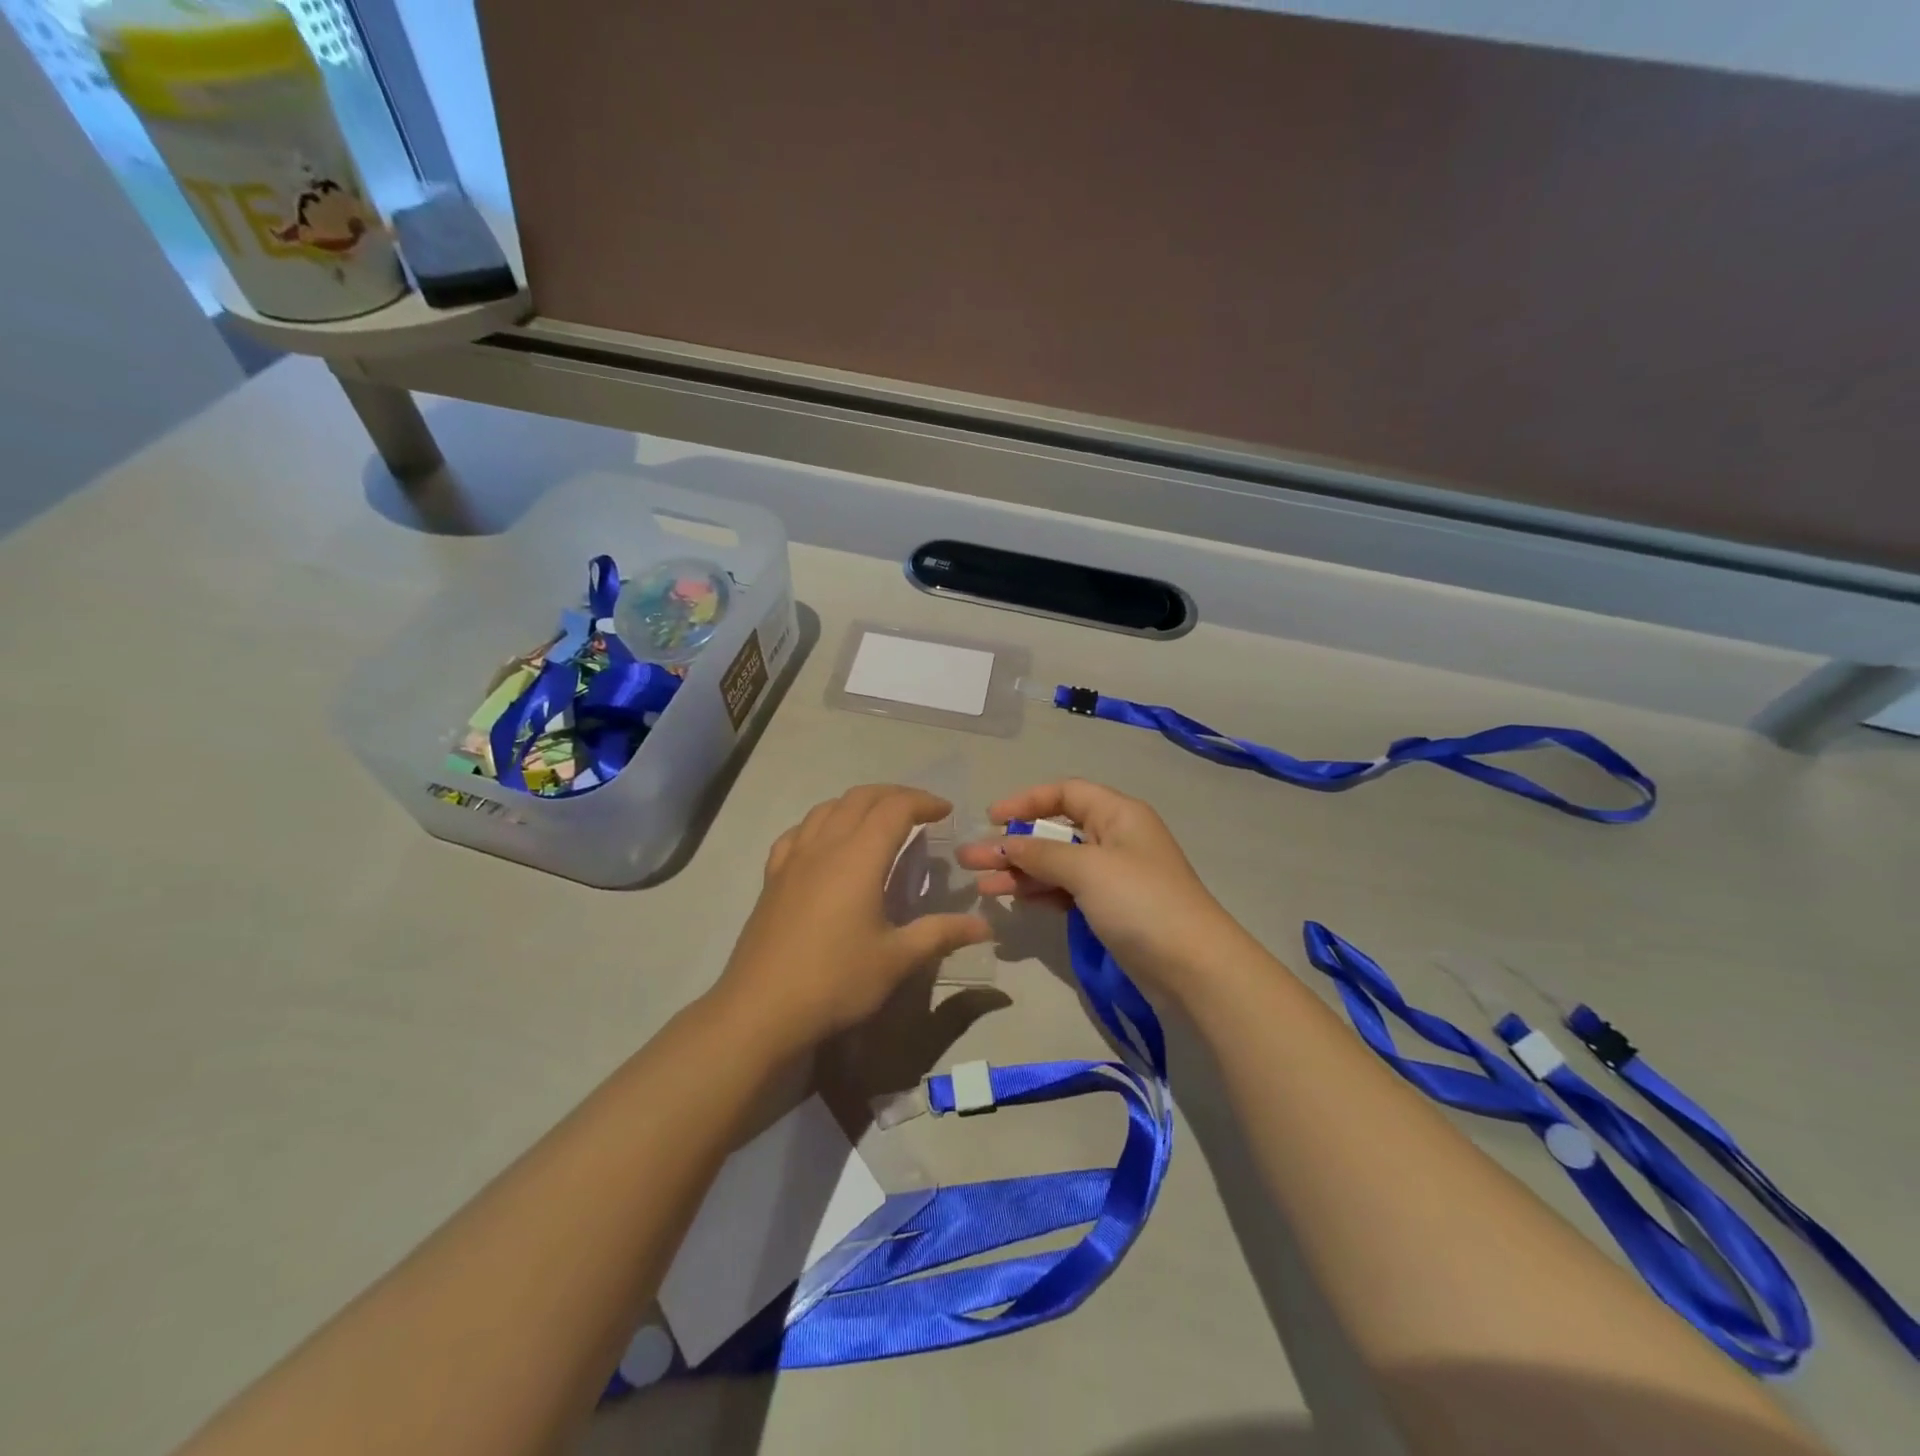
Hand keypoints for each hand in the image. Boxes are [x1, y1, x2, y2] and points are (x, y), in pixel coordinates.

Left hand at [712, 785, 990, 1051]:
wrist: (761, 1010)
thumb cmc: (836, 981)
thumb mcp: (897, 960)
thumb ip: (941, 934)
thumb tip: (985, 925)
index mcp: (859, 857)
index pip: (895, 808)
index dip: (923, 801)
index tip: (946, 812)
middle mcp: (825, 846)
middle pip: (860, 798)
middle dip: (894, 795)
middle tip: (920, 811)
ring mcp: (793, 859)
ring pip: (827, 808)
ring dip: (858, 803)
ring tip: (878, 821)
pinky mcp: (772, 878)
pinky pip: (798, 832)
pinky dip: (821, 823)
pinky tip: (826, 843)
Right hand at [956, 779, 1249, 1002]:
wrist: (1193, 967)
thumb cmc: (1140, 902)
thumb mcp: (1088, 869)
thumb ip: (1041, 853)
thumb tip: (1003, 844)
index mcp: (1118, 814)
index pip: (1066, 792)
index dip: (1027, 800)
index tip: (991, 818)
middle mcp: (1115, 837)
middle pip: (1056, 830)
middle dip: (1014, 843)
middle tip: (971, 860)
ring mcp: (1113, 875)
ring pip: (1058, 864)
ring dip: (1021, 872)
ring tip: (982, 887)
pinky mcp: (1110, 908)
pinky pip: (1067, 891)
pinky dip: (1041, 893)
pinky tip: (1014, 900)